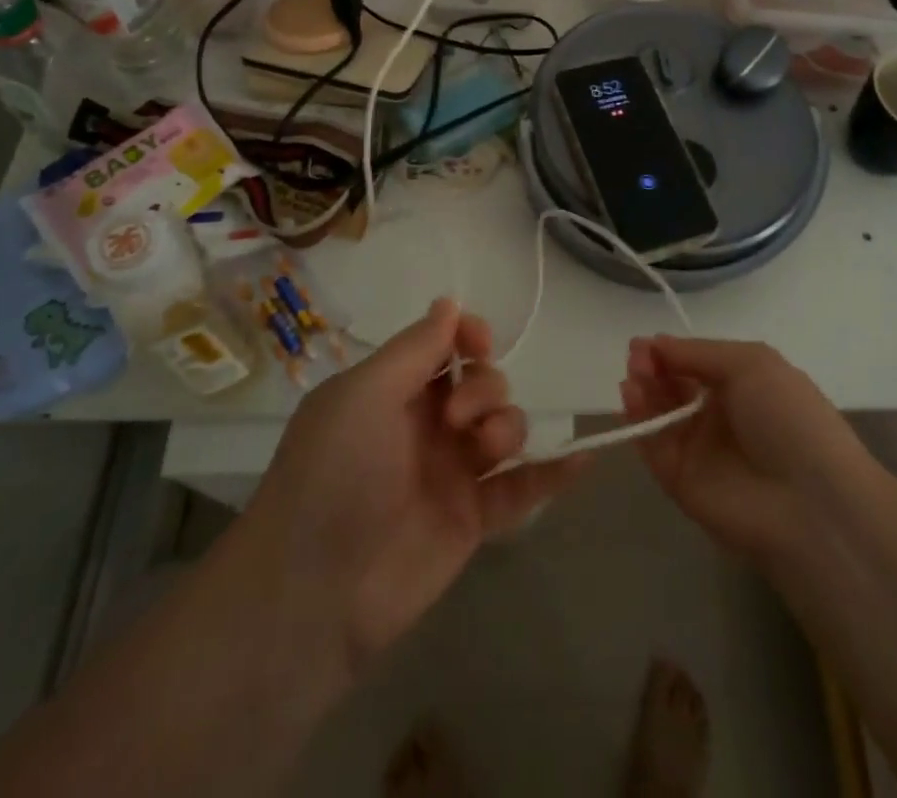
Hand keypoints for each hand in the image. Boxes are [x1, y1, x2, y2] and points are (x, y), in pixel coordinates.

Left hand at [246, 299, 584, 675]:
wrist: (314, 593)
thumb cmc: (333, 474)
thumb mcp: (365, 394)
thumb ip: (416, 348)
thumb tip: (449, 302)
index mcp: (392, 390)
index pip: (445, 346)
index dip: (468, 336)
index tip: (478, 343)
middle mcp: (424, 425)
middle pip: (482, 382)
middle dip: (484, 387)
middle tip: (457, 420)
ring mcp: (450, 473)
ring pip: (504, 428)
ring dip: (508, 426)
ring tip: (487, 452)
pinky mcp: (471, 520)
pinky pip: (521, 489)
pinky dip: (552, 473)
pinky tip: (582, 458)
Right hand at [621, 336, 869, 559]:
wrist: (810, 502)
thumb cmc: (788, 418)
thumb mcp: (751, 363)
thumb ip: (698, 352)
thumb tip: (655, 343)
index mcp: (743, 386)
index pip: (694, 364)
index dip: (669, 352)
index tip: (644, 343)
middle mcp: (719, 416)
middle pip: (673, 386)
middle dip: (652, 367)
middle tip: (636, 357)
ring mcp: (699, 451)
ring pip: (659, 414)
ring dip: (642, 389)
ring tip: (633, 374)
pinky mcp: (681, 483)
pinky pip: (654, 446)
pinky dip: (639, 422)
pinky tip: (631, 396)